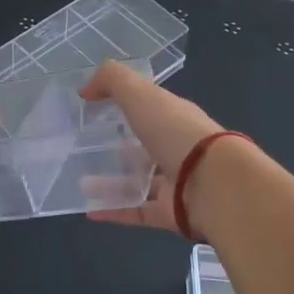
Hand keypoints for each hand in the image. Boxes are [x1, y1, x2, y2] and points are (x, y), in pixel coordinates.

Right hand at [78, 62, 226, 232]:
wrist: (213, 184)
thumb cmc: (175, 132)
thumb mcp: (140, 93)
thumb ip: (111, 80)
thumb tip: (85, 88)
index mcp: (173, 116)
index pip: (147, 108)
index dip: (122, 104)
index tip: (91, 108)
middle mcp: (175, 147)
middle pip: (142, 146)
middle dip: (114, 146)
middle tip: (82, 148)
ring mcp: (174, 182)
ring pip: (136, 181)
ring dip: (108, 183)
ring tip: (79, 183)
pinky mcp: (169, 212)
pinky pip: (135, 211)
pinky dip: (113, 211)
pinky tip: (88, 211)